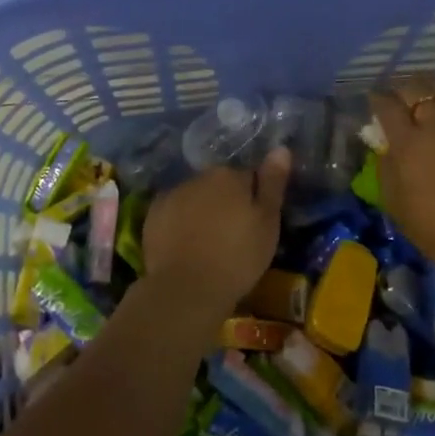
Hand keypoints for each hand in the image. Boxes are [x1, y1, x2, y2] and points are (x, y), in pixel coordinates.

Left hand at [140, 148, 290, 327]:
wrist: (187, 287)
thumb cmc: (237, 257)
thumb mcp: (267, 223)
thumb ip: (273, 183)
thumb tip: (281, 148)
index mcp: (229, 175)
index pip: (248, 178)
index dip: (254, 200)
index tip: (254, 224)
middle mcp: (198, 176)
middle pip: (218, 185)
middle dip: (225, 202)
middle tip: (233, 235)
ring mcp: (172, 194)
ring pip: (194, 197)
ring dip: (202, 211)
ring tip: (208, 244)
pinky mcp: (153, 214)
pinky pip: (173, 212)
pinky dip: (179, 222)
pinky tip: (185, 246)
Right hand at [369, 76, 434, 287]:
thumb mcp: (403, 213)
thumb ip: (388, 176)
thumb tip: (386, 151)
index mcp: (409, 145)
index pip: (386, 107)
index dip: (376, 100)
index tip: (373, 102)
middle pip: (415, 88)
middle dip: (401, 88)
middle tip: (398, 97)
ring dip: (430, 83)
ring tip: (427, 90)